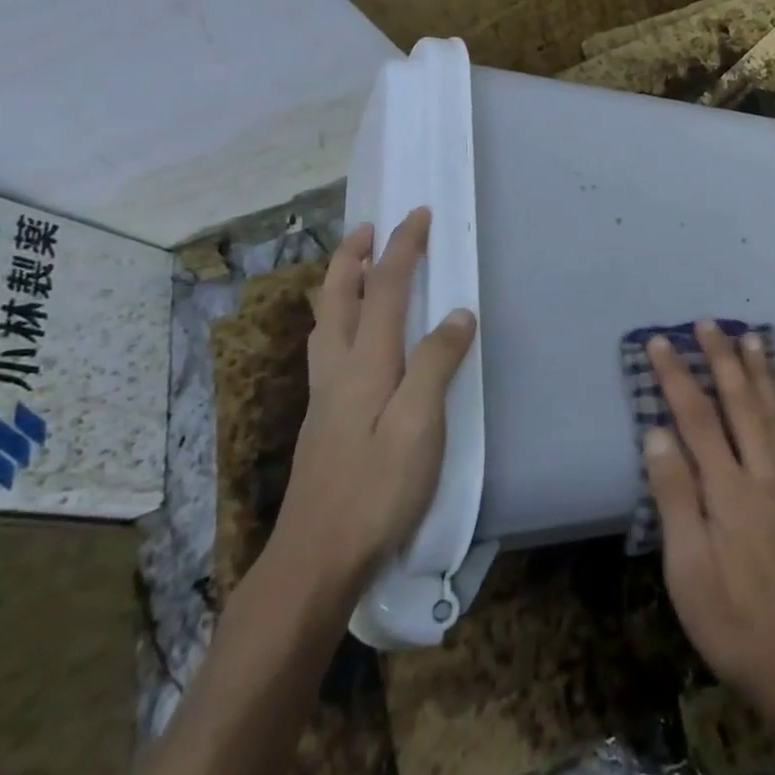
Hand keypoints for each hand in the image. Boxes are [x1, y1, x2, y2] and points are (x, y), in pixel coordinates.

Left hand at [271, 208, 476, 599]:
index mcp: (365, 363)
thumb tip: (459, 312)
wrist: (315, 560)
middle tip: (368, 228)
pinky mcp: (324, 421)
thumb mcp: (419, 426)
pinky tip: (350, 339)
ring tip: (355, 269)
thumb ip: (437, 364)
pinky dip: (338, 319)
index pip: (386, 290)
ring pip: (325, 323)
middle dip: (353, 257)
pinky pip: (328, 348)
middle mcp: (338, 370)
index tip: (418, 214)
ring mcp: (325, 397)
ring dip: (340, 285)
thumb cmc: (376, 491)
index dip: (403, 248)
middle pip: (339, 298)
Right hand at [642, 321, 774, 715]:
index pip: (697, 418)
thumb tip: (657, 434)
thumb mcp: (687, 571)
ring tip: (750, 337)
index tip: (660, 342)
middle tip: (708, 323)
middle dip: (722, 360)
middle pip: (741, 404)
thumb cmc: (731, 620)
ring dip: (761, 372)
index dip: (677, 377)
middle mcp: (764, 476)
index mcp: (728, 491)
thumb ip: (674, 498)